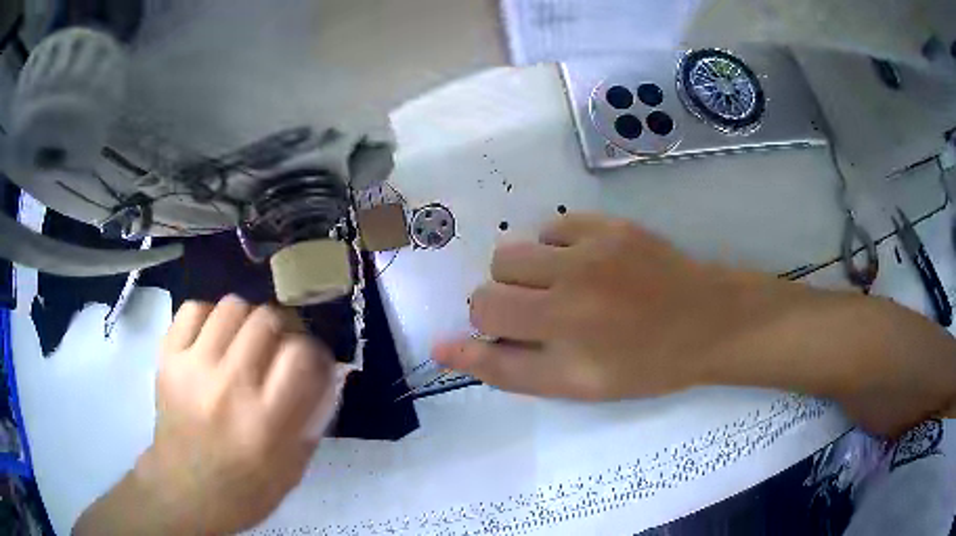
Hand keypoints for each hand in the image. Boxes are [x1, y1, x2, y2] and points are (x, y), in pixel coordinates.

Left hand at [96, 296, 333, 534]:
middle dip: (283, 330)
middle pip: (268, 319)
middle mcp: (229, 388)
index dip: (315, 352)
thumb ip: (314, 416)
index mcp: (267, 423)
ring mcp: (193, 368)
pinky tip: (213, 340)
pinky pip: (194, 309)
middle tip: (278, 350)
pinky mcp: (167, 358)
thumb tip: (327, 369)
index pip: (303, 355)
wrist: (185, 491)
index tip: (312, 363)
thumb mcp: (295, 466)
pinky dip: (210, 318)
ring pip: (233, 305)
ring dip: (248, 321)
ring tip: (245, 343)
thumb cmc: (247, 489)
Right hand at [433, 214, 802, 399]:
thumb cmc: (643, 365)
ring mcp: (592, 248)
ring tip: (562, 289)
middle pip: (493, 280)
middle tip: (544, 316)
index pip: (483, 316)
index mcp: (562, 332)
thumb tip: (442, 348)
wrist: (707, 322)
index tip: (512, 334)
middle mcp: (571, 285)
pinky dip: (555, 249)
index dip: (488, 328)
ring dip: (526, 274)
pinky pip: (553, 228)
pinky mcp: (610, 225)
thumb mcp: (574, 386)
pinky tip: (585, 265)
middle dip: (505, 302)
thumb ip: (505, 369)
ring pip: (516, 251)